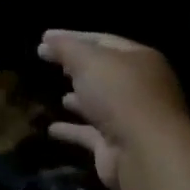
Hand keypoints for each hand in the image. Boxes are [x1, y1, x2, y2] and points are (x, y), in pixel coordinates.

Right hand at [38, 30, 189, 185]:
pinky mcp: (117, 146)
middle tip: (51, 63)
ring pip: (100, 104)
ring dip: (80, 99)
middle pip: (104, 72)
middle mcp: (140, 87)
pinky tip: (52, 129)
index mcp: (140, 59)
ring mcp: (130, 119)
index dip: (73, 37)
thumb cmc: (119, 94)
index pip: (103, 40)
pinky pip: (90, 133)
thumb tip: (47, 39)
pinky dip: (72, 130)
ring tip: (57, 94)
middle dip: (78, 68)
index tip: (45, 38)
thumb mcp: (87, 60)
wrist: (144, 152)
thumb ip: (65, 47)